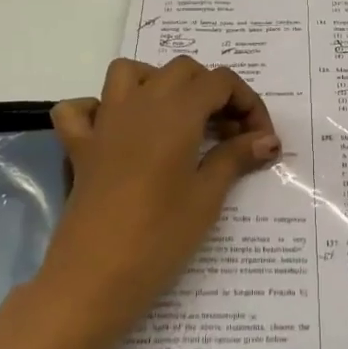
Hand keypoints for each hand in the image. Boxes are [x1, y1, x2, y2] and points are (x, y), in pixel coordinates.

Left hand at [41, 57, 279, 346]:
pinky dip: (99, 109)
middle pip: (182, 70)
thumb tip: (268, 139)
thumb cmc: (159, 237)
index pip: (220, 82)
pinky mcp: (79, 148)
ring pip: (130, 72)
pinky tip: (118, 132)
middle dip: (211, 91)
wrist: (93, 278)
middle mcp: (139, 103)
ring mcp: (104, 122)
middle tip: (228, 134)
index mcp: (176, 111)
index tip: (261, 140)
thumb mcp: (207, 197)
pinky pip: (81, 109)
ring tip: (178, 119)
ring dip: (158, 83)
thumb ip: (235, 157)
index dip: (248, 104)